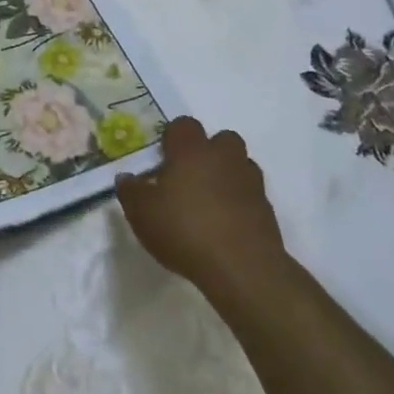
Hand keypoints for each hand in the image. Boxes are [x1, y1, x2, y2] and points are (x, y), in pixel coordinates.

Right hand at [117, 116, 283, 289]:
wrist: (242, 268)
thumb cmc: (184, 230)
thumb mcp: (141, 213)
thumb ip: (130, 191)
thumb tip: (127, 178)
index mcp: (191, 151)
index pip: (183, 125)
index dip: (172, 137)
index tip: (162, 158)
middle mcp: (224, 158)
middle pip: (221, 138)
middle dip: (207, 151)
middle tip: (188, 176)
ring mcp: (250, 182)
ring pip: (239, 164)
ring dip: (226, 174)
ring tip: (207, 201)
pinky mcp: (266, 209)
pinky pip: (249, 193)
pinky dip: (238, 201)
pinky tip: (224, 224)